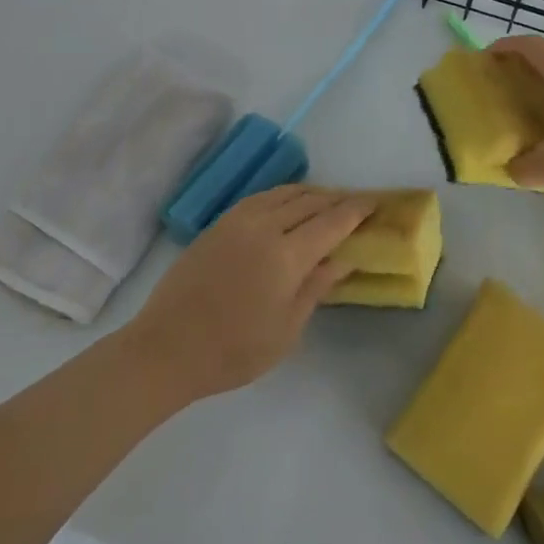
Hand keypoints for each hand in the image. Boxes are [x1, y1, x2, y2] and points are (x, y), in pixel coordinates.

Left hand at [124, 186, 372, 401]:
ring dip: (311, 193)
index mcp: (286, 255)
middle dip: (337, 199)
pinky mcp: (220, 223)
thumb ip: (316, 287)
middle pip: (310, 201)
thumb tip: (344, 258)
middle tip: (356, 202)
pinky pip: (262, 198)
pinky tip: (289, 205)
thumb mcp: (286, 330)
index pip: (332, 222)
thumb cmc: (233, 351)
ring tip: (327, 200)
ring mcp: (238, 220)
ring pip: (285, 193)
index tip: (375, 203)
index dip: (356, 210)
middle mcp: (265, 227)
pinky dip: (284, 195)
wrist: (167, 348)